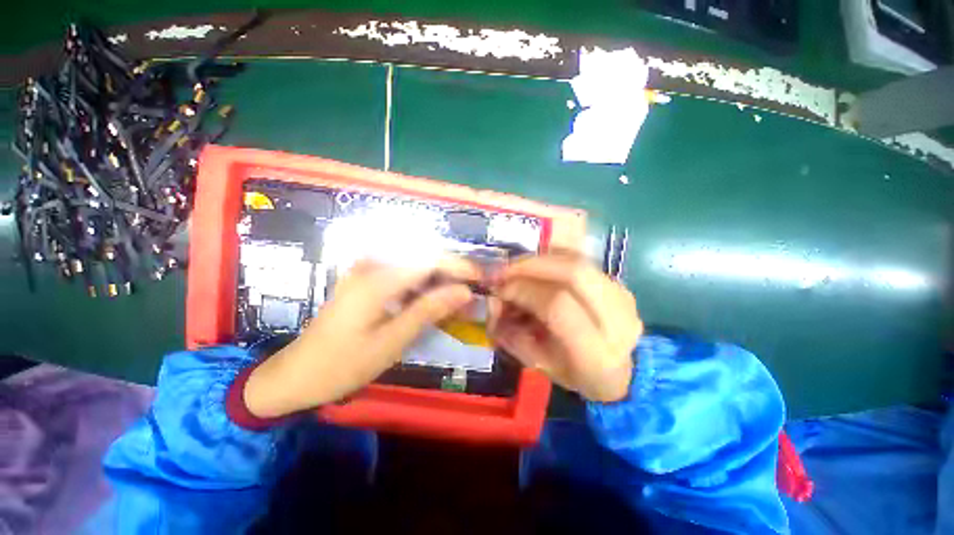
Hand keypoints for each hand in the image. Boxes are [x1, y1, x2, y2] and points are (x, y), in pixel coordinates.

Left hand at [244, 258, 479, 417]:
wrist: (297, 375)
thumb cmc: (343, 364)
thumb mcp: (392, 341)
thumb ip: (429, 310)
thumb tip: (464, 291)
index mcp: (377, 280)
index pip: (429, 259)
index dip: (458, 265)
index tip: (480, 277)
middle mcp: (371, 266)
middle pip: (422, 255)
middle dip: (451, 269)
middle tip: (471, 289)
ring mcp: (365, 271)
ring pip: (413, 262)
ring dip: (438, 276)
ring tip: (456, 294)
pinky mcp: (364, 280)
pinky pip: (401, 272)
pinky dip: (422, 282)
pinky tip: (430, 298)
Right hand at [488, 254, 641, 402]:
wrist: (624, 373)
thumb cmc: (577, 375)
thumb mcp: (539, 365)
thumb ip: (512, 334)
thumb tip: (495, 301)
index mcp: (596, 353)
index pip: (557, 305)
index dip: (524, 290)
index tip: (501, 289)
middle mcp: (617, 319)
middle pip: (572, 272)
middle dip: (531, 265)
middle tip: (505, 270)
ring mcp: (623, 297)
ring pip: (577, 261)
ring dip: (540, 260)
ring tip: (518, 268)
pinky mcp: (620, 285)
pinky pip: (581, 261)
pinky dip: (553, 260)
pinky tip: (538, 269)